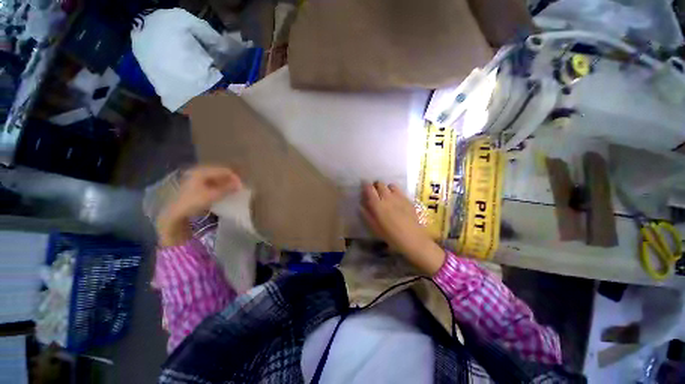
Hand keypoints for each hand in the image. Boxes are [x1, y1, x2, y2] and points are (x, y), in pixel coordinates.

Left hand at [156, 166, 241, 246]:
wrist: (176, 213)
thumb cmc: (194, 202)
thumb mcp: (212, 195)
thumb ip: (227, 188)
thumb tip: (240, 184)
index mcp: (202, 171)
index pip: (224, 170)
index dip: (235, 177)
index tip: (242, 186)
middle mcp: (200, 171)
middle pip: (220, 173)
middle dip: (231, 179)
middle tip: (239, 187)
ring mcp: (197, 177)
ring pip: (217, 177)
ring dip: (226, 183)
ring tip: (234, 190)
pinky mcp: (197, 184)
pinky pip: (213, 182)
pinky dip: (221, 186)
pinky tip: (225, 191)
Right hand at [361, 181, 444, 274]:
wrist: (413, 239)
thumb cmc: (391, 236)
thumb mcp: (375, 228)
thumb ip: (367, 215)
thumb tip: (361, 205)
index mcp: (378, 205)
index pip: (369, 189)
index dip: (365, 185)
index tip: (364, 185)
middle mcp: (388, 197)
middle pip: (380, 184)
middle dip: (376, 185)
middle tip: (374, 192)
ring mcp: (399, 197)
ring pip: (390, 185)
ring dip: (386, 188)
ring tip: (386, 195)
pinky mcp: (408, 199)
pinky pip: (400, 190)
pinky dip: (395, 192)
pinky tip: (396, 200)